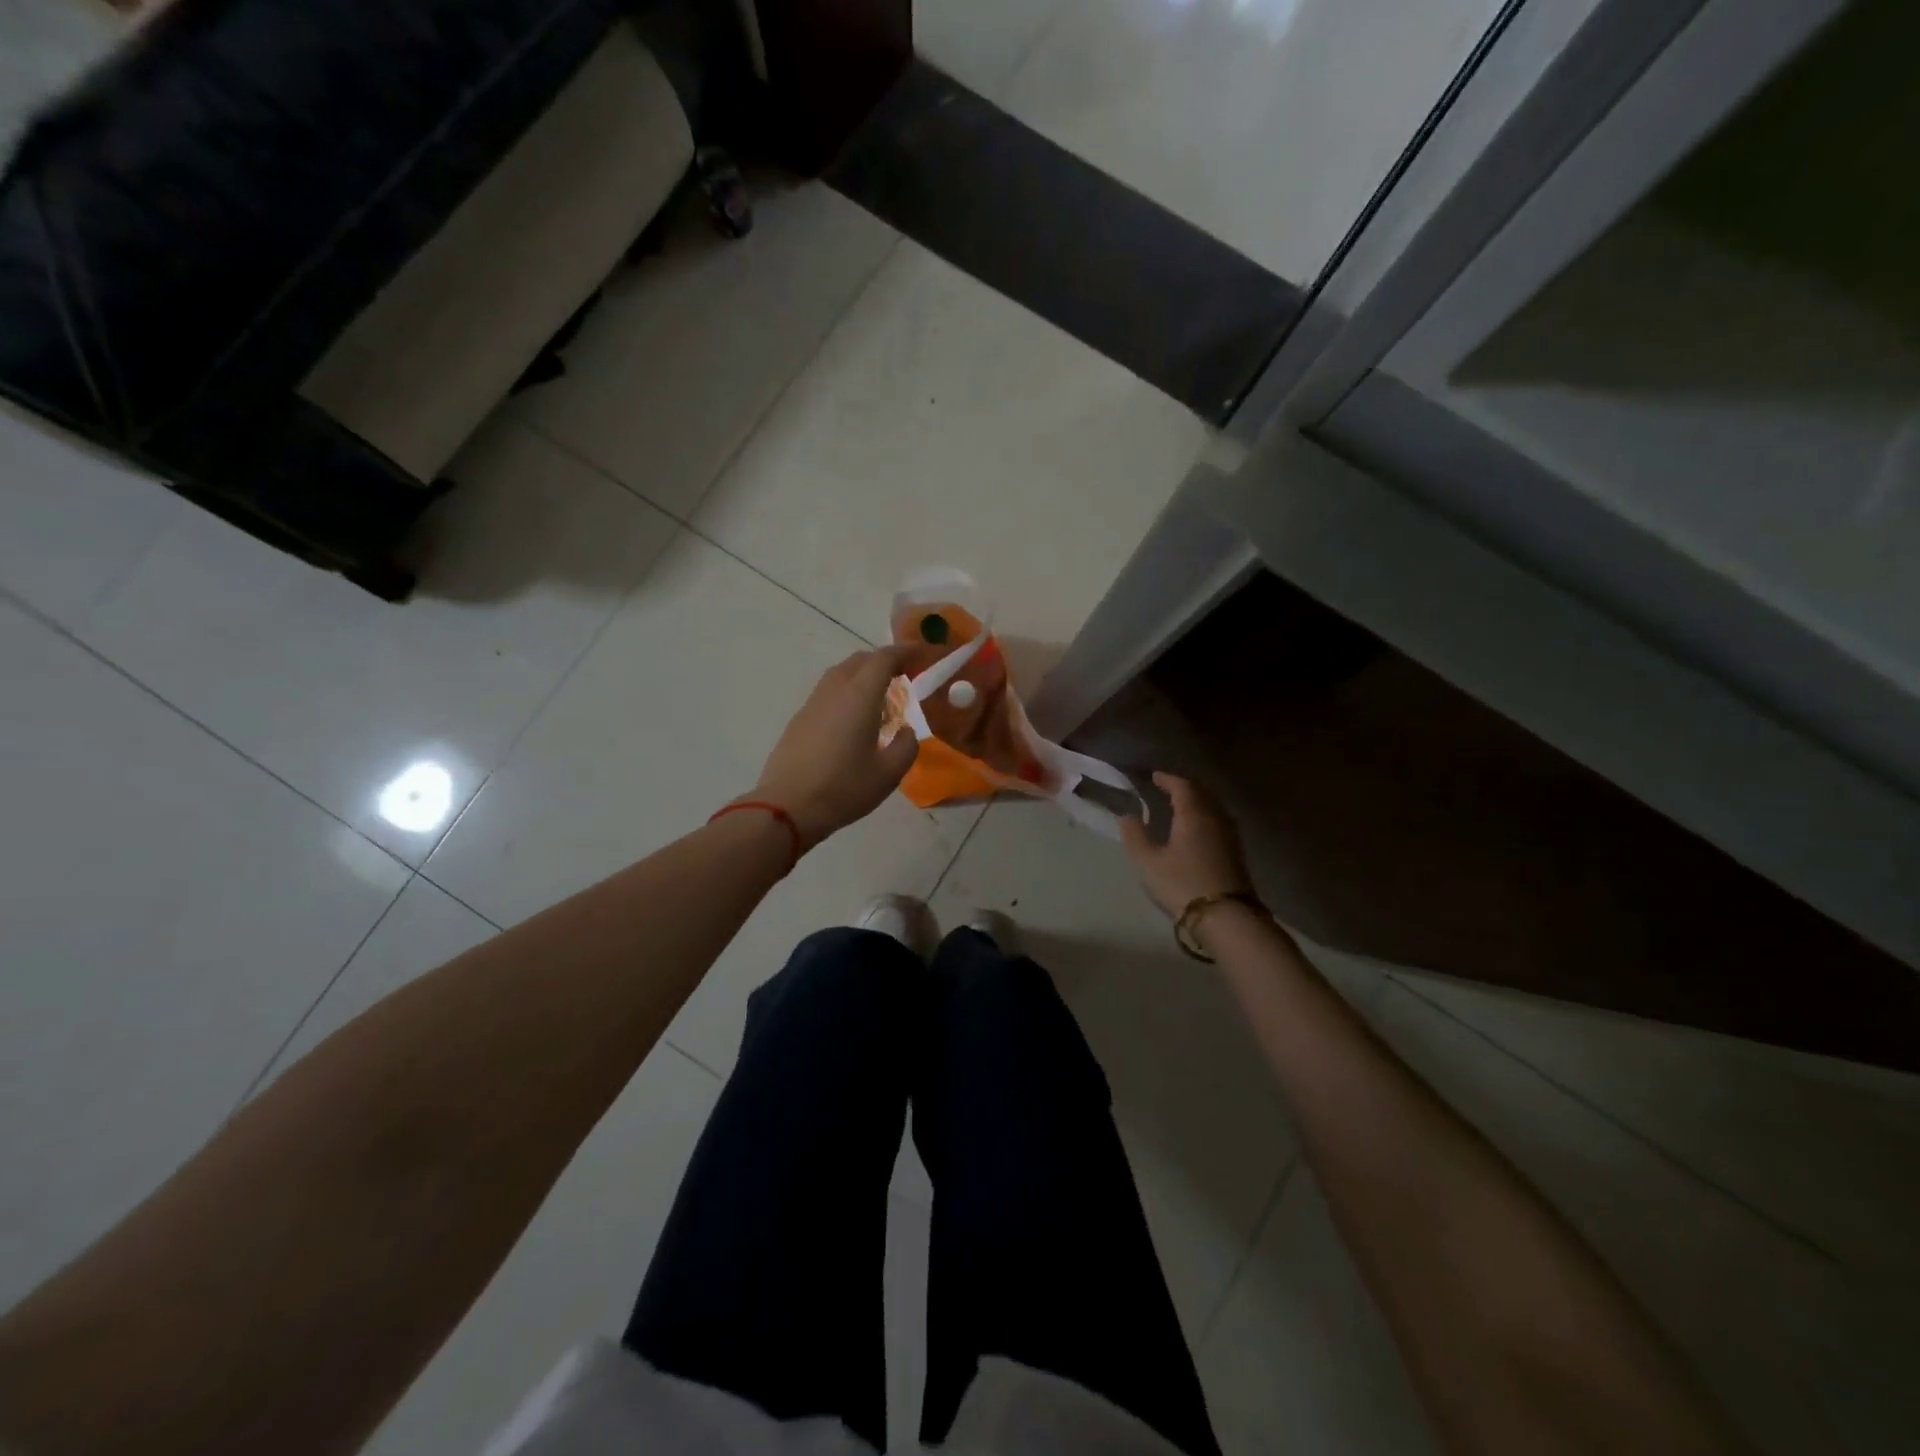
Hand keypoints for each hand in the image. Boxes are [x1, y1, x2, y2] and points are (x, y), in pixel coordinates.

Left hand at [752, 646, 920, 848]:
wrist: (787, 807)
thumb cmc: (844, 788)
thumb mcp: (889, 773)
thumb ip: (906, 746)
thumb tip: (905, 731)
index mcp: (859, 696)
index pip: (885, 659)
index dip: (906, 652)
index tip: (923, 656)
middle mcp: (834, 691)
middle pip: (860, 661)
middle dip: (885, 661)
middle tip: (905, 676)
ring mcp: (812, 704)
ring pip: (841, 674)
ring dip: (864, 676)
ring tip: (881, 699)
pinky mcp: (799, 720)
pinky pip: (828, 693)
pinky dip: (847, 693)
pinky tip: (854, 721)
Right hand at [1121, 772, 1251, 918]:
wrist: (1226, 917)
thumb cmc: (1182, 884)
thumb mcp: (1148, 862)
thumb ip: (1135, 836)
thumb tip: (1128, 816)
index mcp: (1194, 814)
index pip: (1182, 787)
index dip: (1168, 779)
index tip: (1155, 776)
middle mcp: (1215, 818)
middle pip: (1202, 794)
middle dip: (1184, 788)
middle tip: (1168, 788)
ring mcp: (1230, 836)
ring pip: (1213, 808)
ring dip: (1197, 803)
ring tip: (1181, 807)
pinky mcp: (1236, 853)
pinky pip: (1219, 823)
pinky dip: (1205, 818)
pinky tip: (1197, 830)